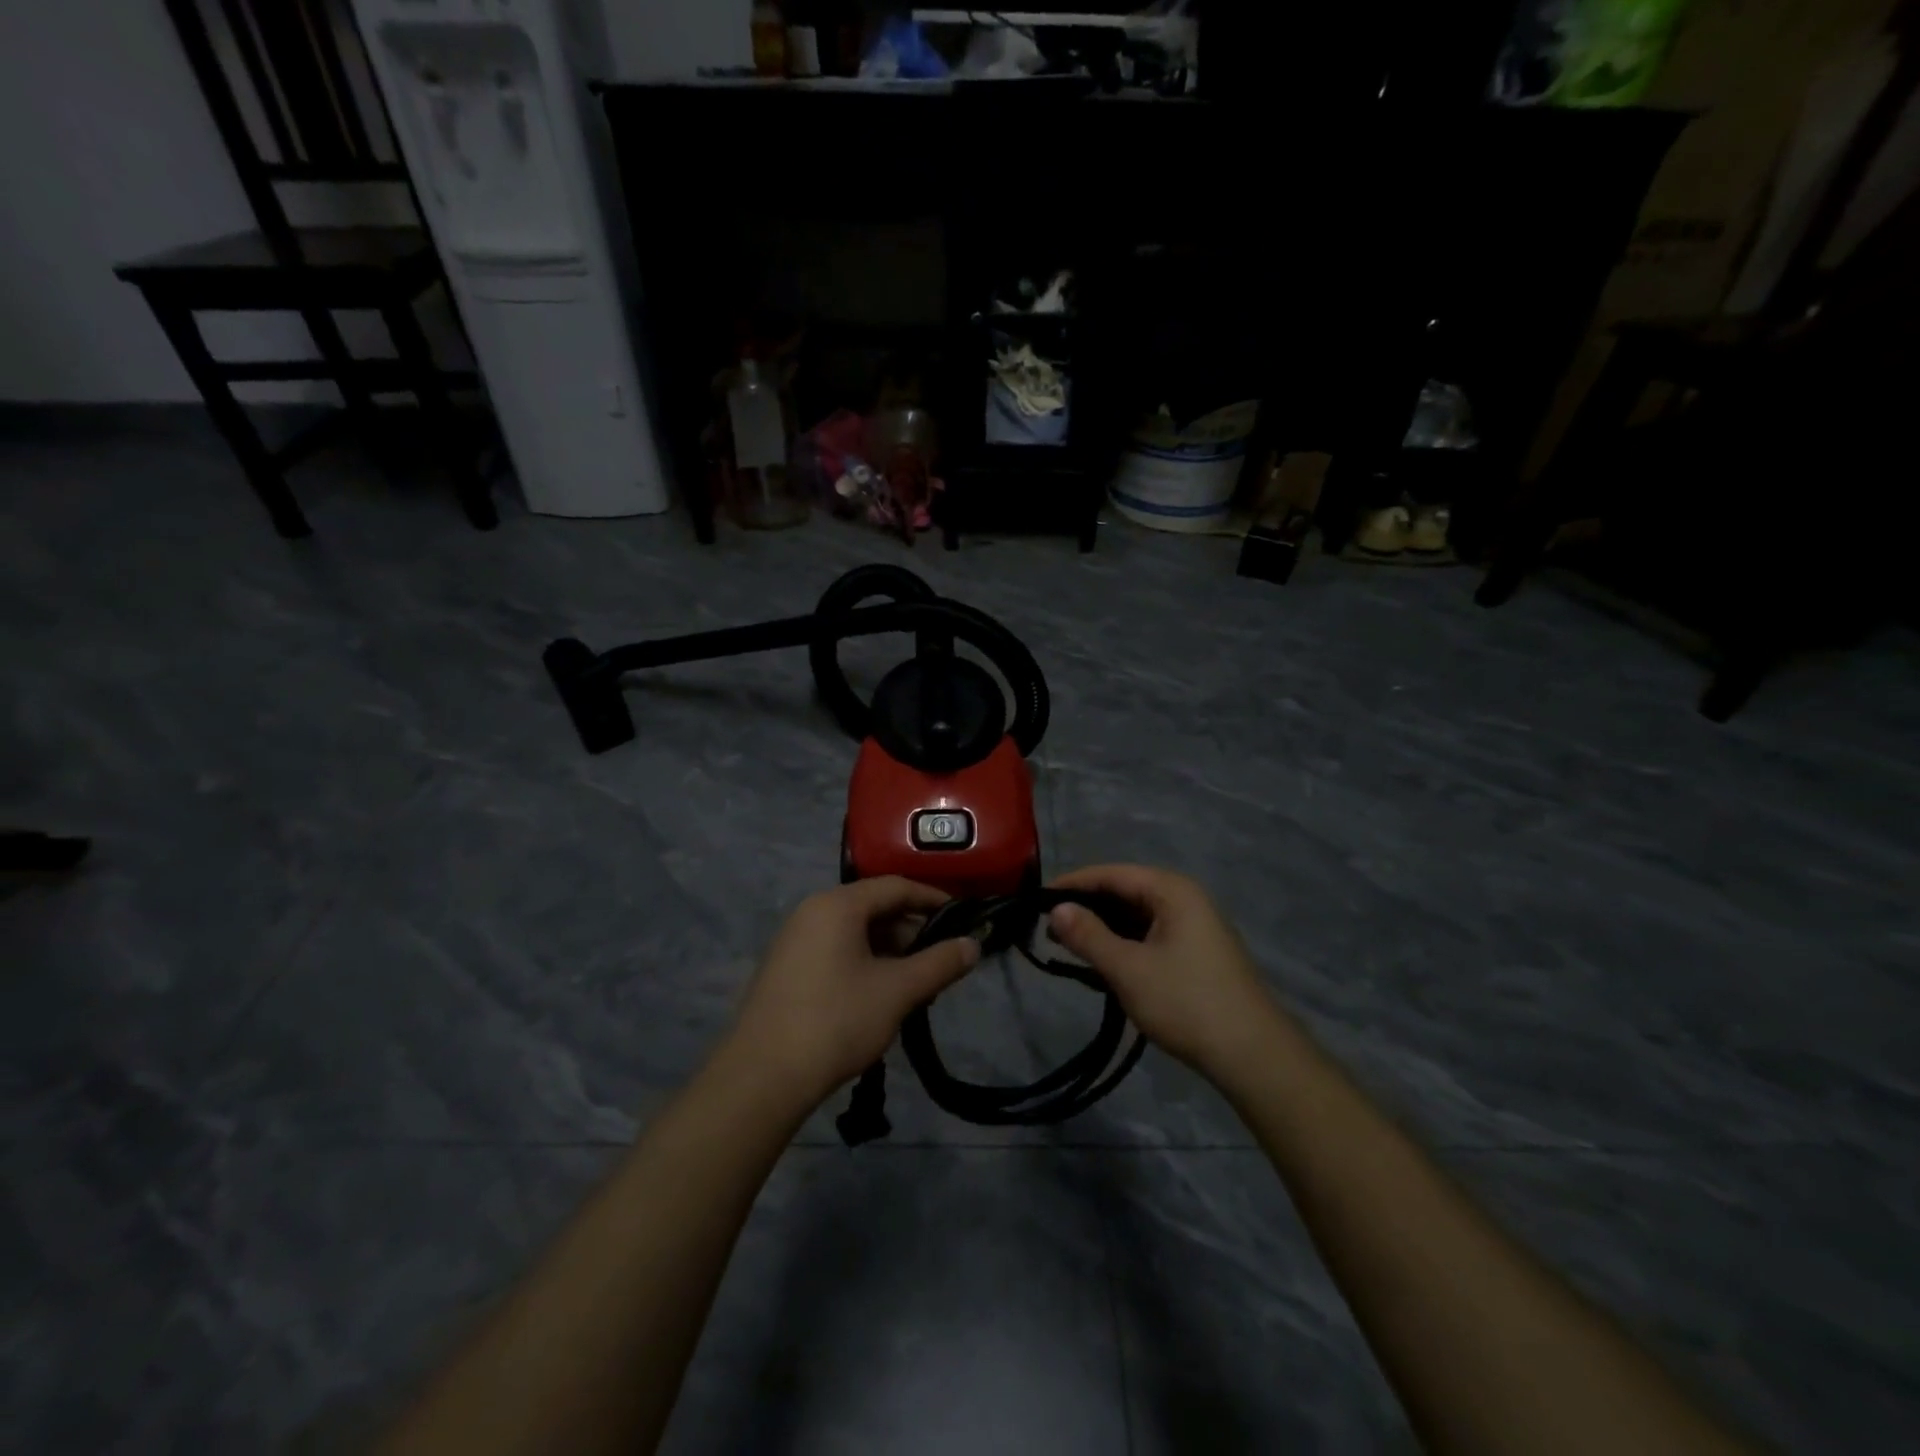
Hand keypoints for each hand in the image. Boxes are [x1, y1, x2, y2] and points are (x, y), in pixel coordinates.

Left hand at [728, 877, 980, 1107]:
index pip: (896, 886)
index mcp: (837, 905)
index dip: (933, 900)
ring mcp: (794, 939)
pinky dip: (864, 961)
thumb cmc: (836, 1022)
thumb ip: (939, 963)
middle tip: (940, 959)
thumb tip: (974, 945)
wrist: (762, 1078)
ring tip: (914, 983)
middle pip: (874, 906)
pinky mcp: (785, 968)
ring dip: (889, 950)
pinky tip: (879, 995)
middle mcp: (812, 911)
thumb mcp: (897, 991)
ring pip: (854, 931)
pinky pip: (835, 949)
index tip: (962, 918)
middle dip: (911, 930)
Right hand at [1047, 865, 1288, 1080]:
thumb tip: (1056, 909)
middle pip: (1125, 891)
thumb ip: (1089, 935)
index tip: (1037, 899)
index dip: (1073, 884)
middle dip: (1087, 908)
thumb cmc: (1186, 1002)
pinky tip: (1103, 963)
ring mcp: (1195, 927)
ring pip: (1137, 916)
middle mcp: (1185, 899)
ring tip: (1068, 946)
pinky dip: (1124, 944)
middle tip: (1048, 928)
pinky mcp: (1197, 953)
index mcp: (1172, 890)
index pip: (1112, 873)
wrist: (1253, 1055)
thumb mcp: (1128, 969)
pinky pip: (1151, 935)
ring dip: (1104, 929)